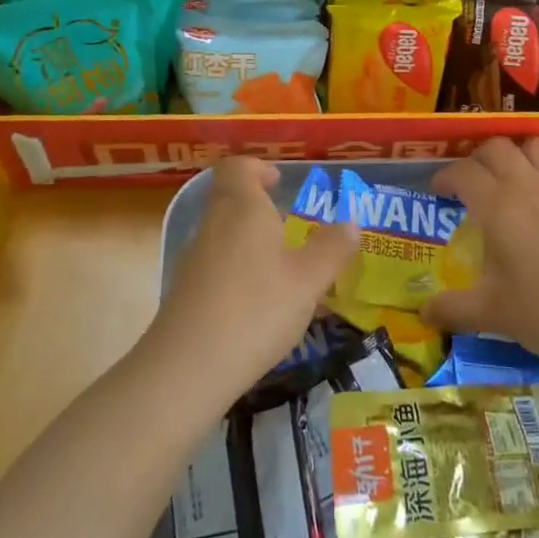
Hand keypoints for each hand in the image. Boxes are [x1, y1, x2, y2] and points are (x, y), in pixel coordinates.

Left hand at [149, 156, 358, 396]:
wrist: (186, 370)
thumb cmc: (255, 310)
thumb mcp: (308, 281)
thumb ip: (332, 249)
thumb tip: (351, 223)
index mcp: (242, 208)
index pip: (238, 167)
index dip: (258, 168)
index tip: (280, 183)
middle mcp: (214, 224)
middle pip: (230, 198)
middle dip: (259, 207)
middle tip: (291, 226)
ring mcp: (195, 259)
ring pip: (223, 233)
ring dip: (250, 240)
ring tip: (283, 267)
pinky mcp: (186, 292)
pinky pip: (216, 263)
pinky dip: (238, 270)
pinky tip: (260, 302)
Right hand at [421, 138, 538, 364]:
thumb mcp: (493, 314)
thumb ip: (453, 310)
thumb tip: (424, 313)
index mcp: (498, 206)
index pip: (464, 172)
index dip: (445, 177)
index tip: (438, 192)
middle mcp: (528, 187)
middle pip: (498, 148)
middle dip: (478, 158)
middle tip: (470, 183)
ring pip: (536, 147)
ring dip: (518, 154)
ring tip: (510, 177)